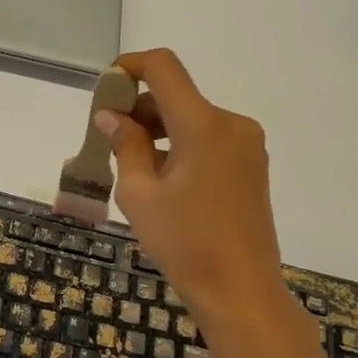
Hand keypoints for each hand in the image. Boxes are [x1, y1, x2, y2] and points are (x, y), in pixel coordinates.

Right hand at [96, 49, 295, 325]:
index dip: (129, 67)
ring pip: (192, 119)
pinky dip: (180, 146)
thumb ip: (125, 145)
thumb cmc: (183, 242)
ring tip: (132, 169)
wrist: (240, 290)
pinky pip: (208, 140)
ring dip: (158, 130)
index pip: (163, 68)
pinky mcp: (252, 166)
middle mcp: (231, 124)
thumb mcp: (139, 194)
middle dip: (138, 109)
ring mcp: (246, 145)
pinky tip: (162, 181)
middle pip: (176, 96)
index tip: (104, 90)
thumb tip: (111, 116)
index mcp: (203, 125)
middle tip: (107, 142)